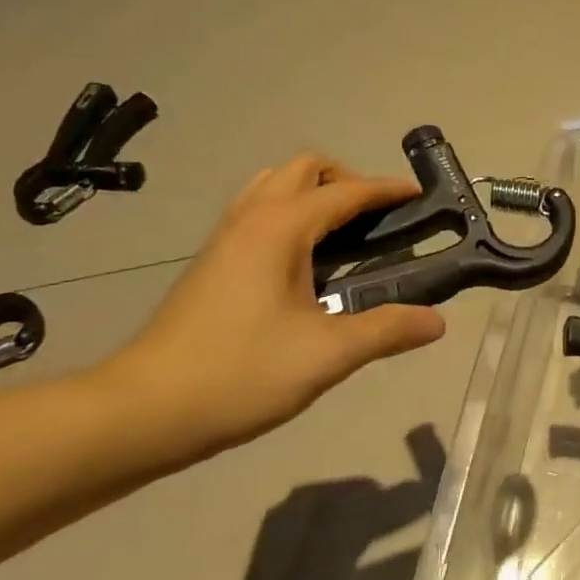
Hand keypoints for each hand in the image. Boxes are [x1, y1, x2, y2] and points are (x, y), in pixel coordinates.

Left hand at [102, 154, 446, 458]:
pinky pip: (258, 210)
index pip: (346, 191)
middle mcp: (251, 218)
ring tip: (343, 234)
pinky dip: (289, 212)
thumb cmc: (239, 375)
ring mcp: (225, 236)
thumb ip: (386, 331)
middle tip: (376, 220)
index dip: (387, 189)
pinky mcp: (211, 260)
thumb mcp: (325, 355)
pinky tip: (302, 261)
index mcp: (281, 227)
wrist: (142, 411)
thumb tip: (437, 322)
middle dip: (348, 181)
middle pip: (306, 169)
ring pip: (275, 184)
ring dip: (314, 192)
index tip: (420, 196)